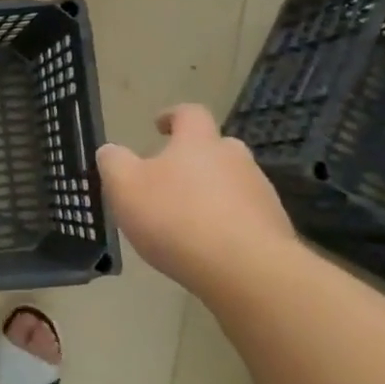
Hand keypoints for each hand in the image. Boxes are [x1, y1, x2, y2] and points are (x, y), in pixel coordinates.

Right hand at [96, 105, 294, 293]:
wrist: (246, 269)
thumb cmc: (176, 218)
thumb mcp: (125, 187)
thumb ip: (114, 163)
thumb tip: (110, 151)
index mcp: (198, 142)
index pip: (189, 113)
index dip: (172, 116)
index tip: (158, 126)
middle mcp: (235, 159)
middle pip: (215, 148)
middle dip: (194, 158)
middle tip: (170, 178)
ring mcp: (260, 193)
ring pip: (232, 183)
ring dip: (211, 193)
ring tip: (186, 219)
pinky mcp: (274, 227)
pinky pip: (245, 216)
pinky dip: (226, 223)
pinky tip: (208, 246)